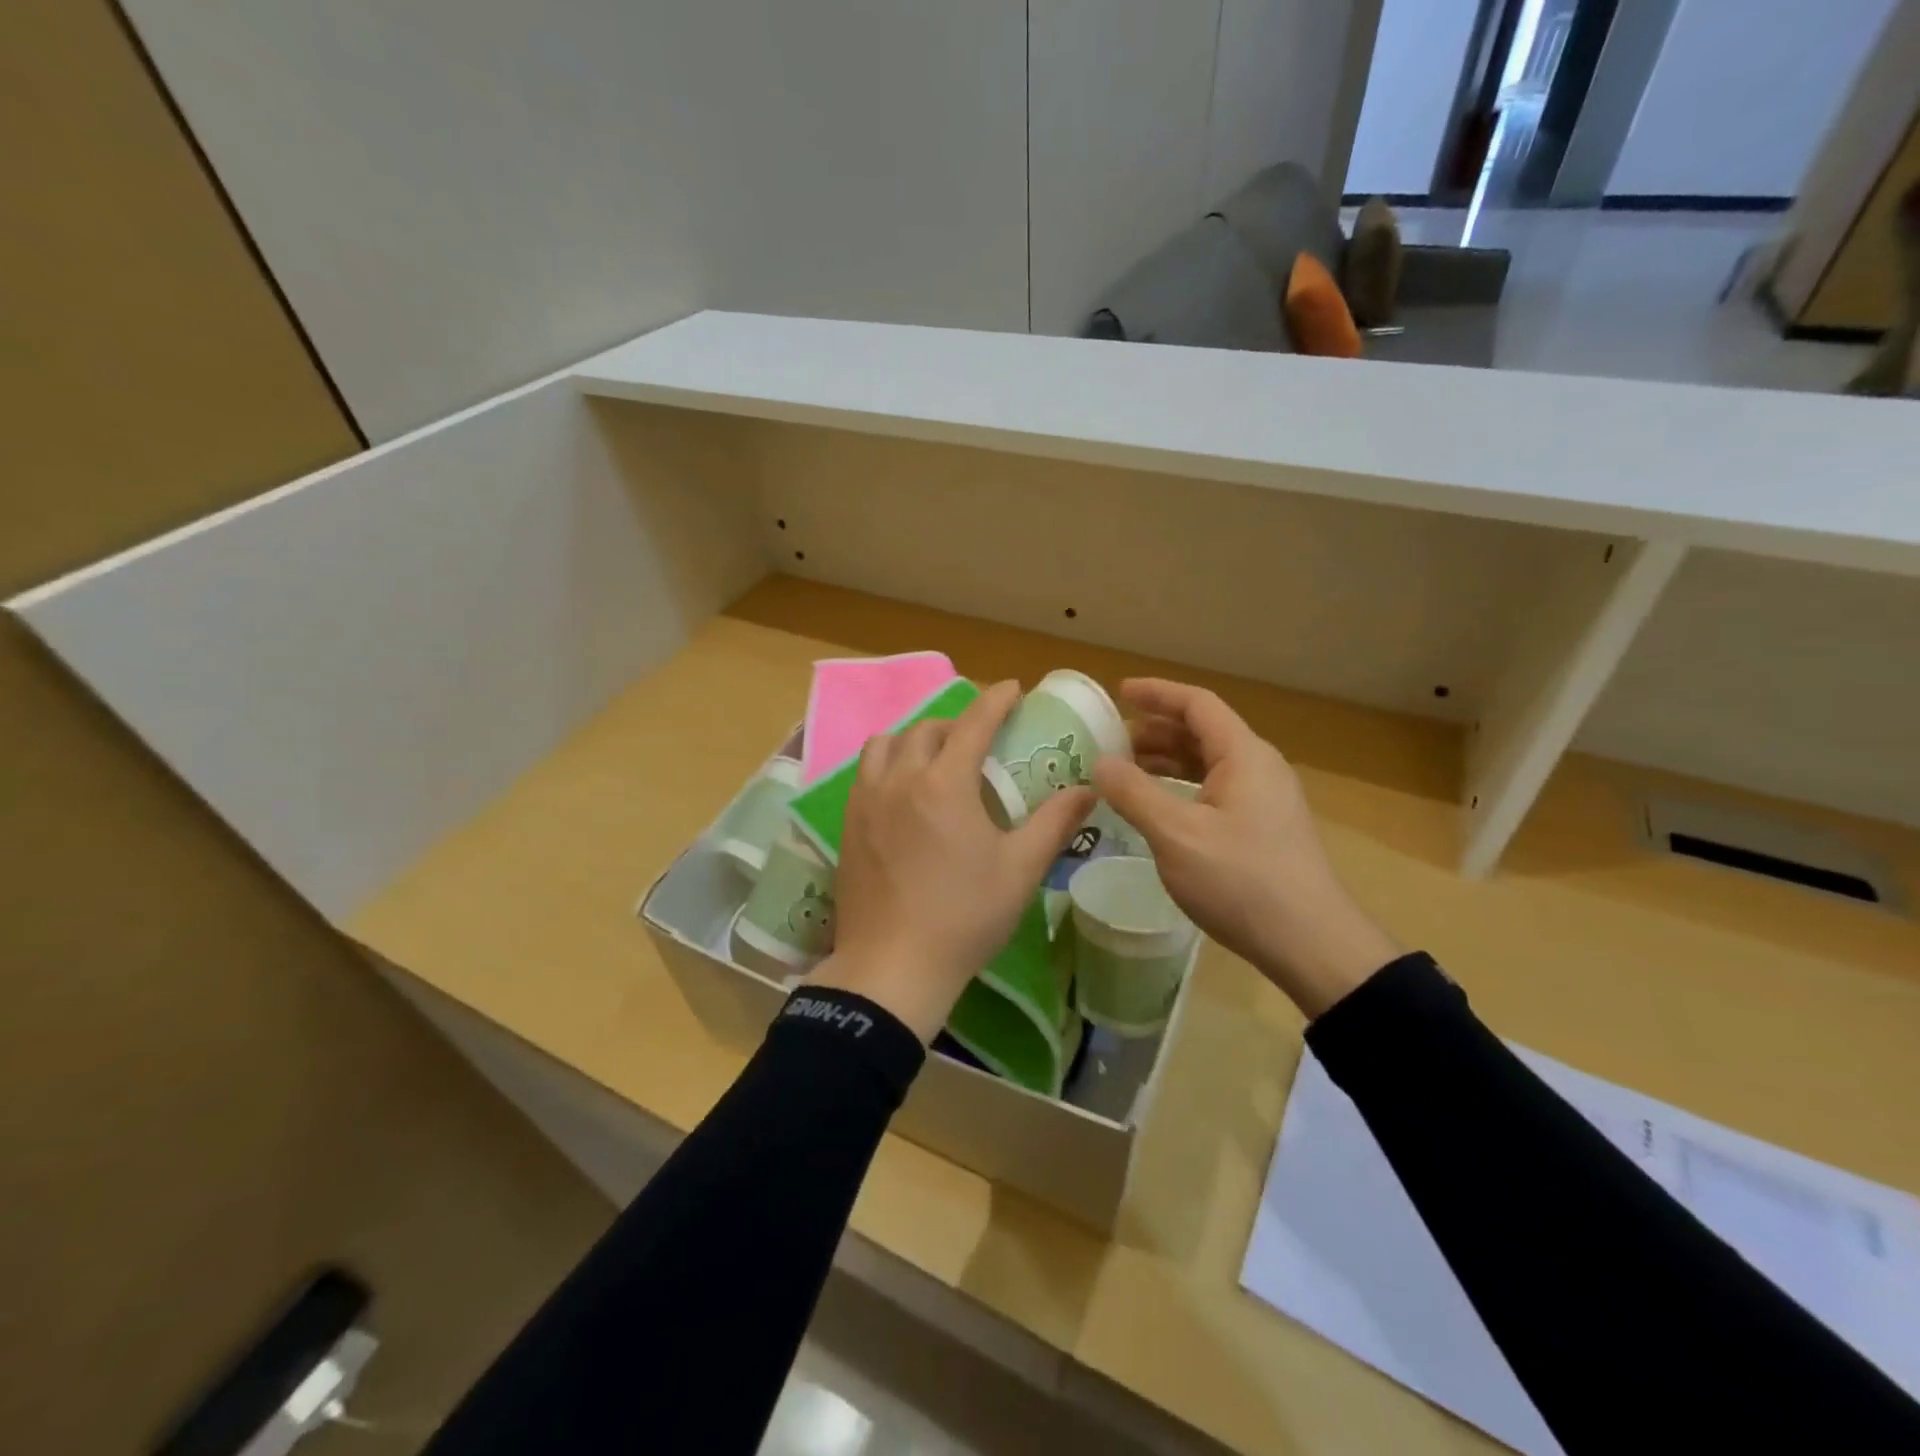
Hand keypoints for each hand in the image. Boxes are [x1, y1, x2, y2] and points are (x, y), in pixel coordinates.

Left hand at [810, 680, 1096, 1042]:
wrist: (892, 967)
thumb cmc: (964, 917)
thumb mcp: (1020, 869)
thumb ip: (1054, 822)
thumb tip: (1088, 790)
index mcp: (944, 784)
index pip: (972, 724)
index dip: (995, 700)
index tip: (1013, 688)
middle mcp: (899, 779)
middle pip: (927, 729)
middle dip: (957, 722)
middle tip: (980, 738)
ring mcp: (866, 801)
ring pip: (886, 744)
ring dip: (915, 738)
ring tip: (935, 758)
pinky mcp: (848, 824)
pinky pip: (865, 773)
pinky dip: (888, 764)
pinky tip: (903, 792)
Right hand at [1092, 679, 1397, 1018]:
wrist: (1310, 943)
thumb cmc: (1241, 881)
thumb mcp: (1176, 835)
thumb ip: (1134, 793)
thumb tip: (1100, 762)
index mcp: (1244, 755)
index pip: (1197, 704)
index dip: (1156, 693)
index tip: (1118, 692)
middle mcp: (1259, 767)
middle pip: (1203, 731)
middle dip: (1155, 729)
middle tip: (1112, 741)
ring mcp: (1265, 798)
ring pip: (1209, 762)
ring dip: (1167, 760)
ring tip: (1126, 772)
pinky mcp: (1264, 827)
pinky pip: (1216, 789)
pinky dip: (1182, 786)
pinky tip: (1159, 808)